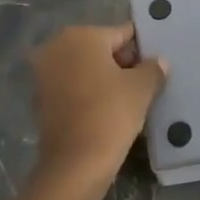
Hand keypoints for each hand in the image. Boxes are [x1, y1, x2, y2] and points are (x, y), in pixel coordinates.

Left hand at [28, 24, 167, 196]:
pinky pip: (73, 87)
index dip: (142, 48)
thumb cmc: (110, 114)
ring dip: (105, 79)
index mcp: (82, 35)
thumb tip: (159, 61)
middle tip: (146, 83)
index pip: (122, 34)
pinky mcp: (40, 98)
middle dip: (122, 63)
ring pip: (86, 69)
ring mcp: (44, 73)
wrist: (74, 165)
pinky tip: (108, 110)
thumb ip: (153, 68)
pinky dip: (89, 94)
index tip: (156, 64)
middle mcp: (57, 46)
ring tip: (130, 98)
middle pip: (101, 49)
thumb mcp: (141, 88)